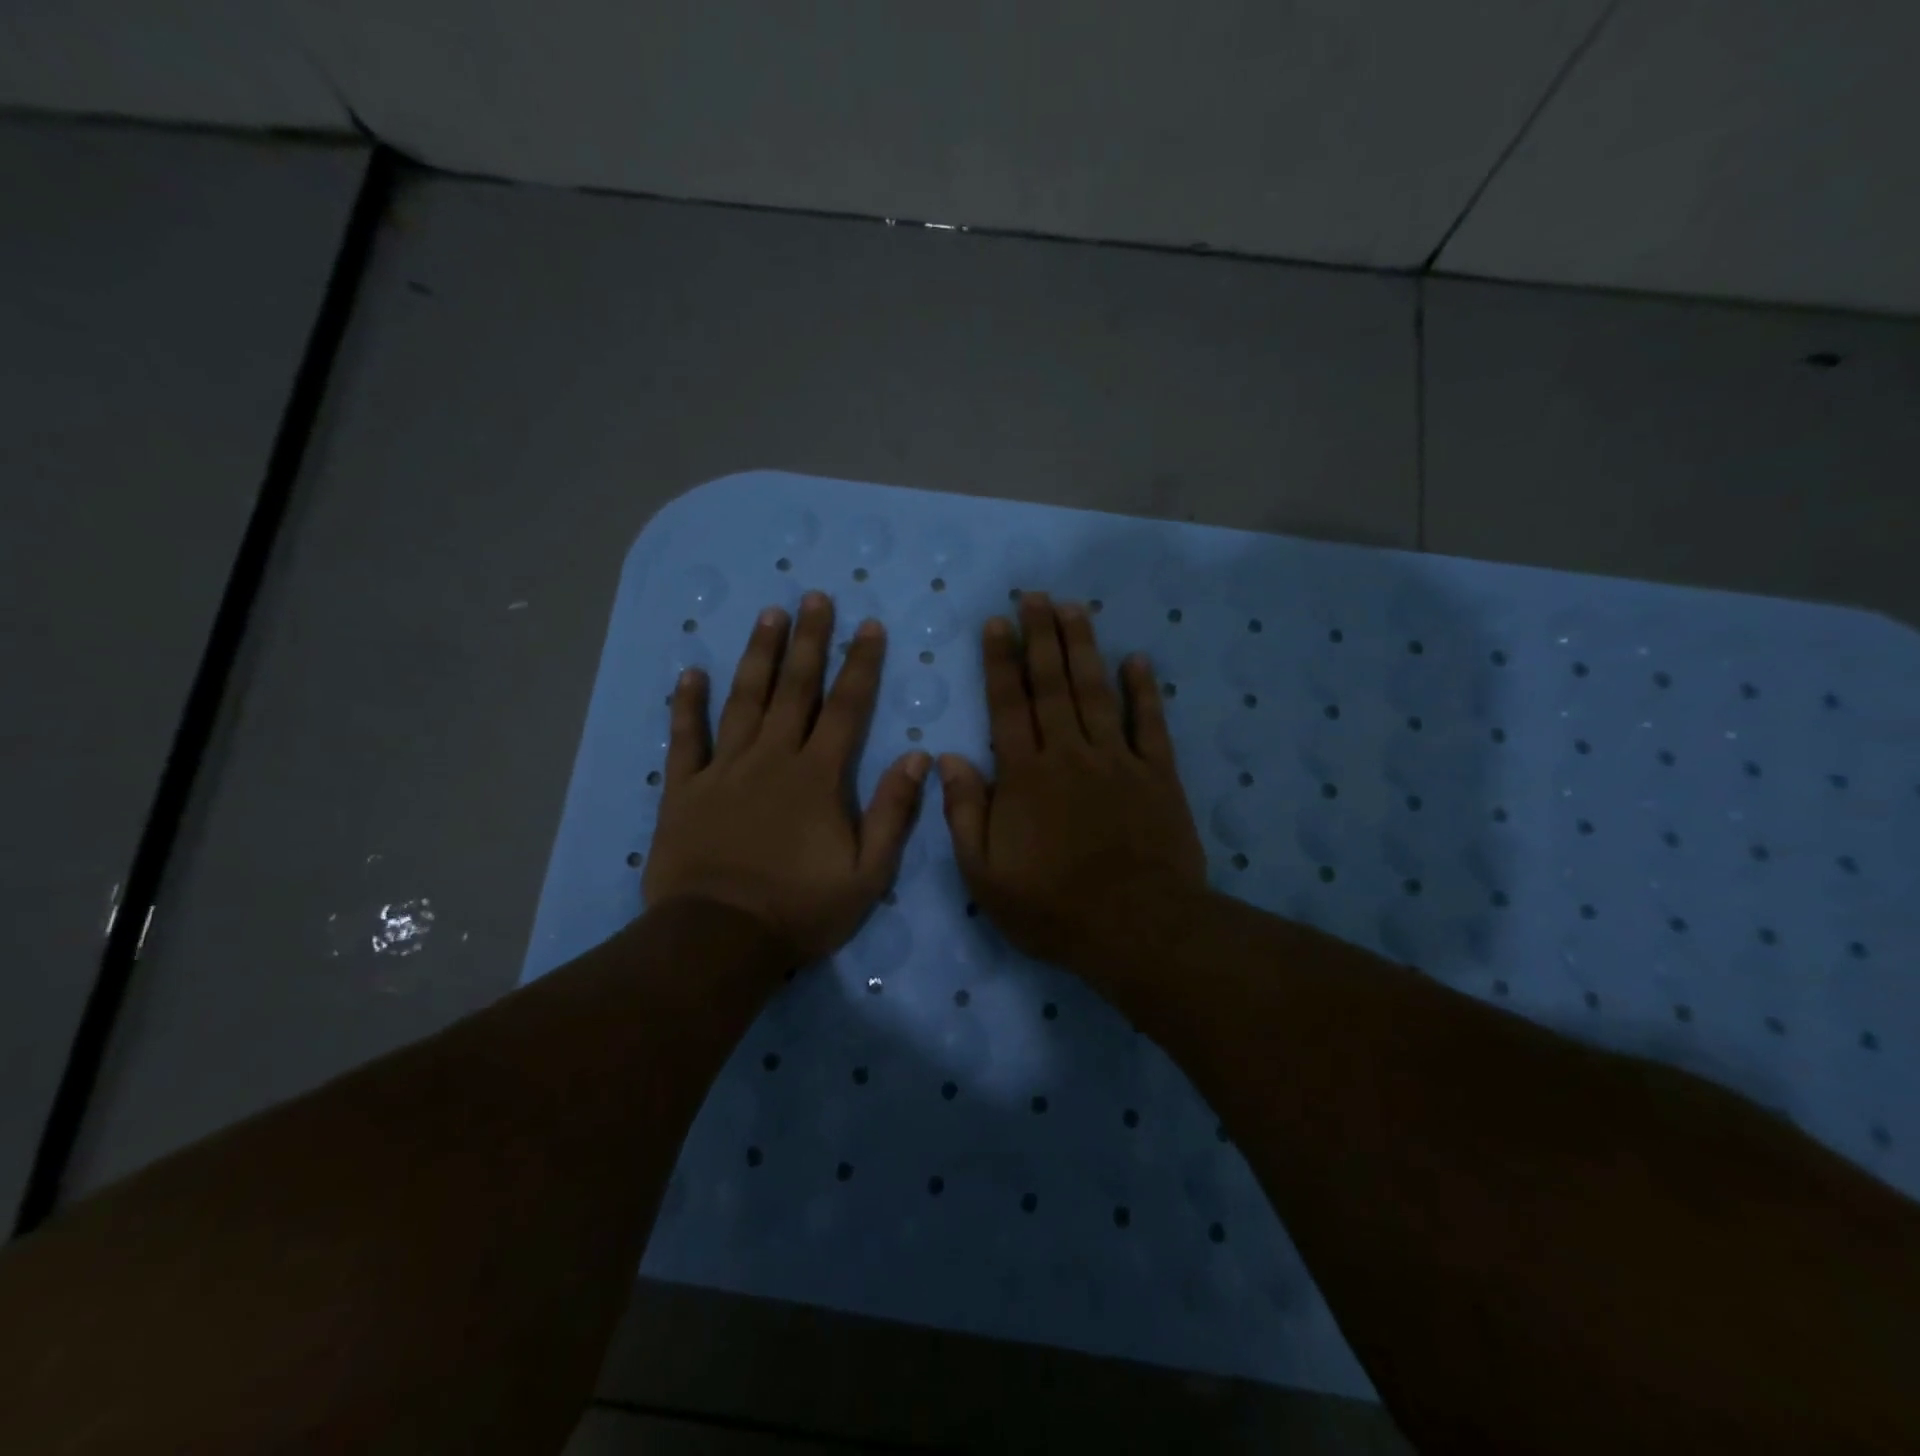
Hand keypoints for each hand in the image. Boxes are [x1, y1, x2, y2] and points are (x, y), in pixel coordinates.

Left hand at [642, 592, 930, 966]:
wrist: (719, 939)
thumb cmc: (800, 909)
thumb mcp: (867, 873)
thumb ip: (893, 812)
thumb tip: (918, 758)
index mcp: (818, 776)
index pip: (846, 707)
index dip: (860, 664)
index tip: (868, 626)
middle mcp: (772, 758)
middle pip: (795, 689)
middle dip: (809, 641)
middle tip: (814, 598)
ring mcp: (724, 769)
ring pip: (744, 700)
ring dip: (758, 655)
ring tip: (769, 614)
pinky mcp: (685, 789)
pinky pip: (686, 737)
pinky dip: (687, 703)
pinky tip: (691, 672)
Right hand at [938, 592, 1208, 982]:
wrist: (1137, 929)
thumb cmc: (1053, 908)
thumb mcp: (985, 876)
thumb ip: (965, 813)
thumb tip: (947, 758)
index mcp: (1025, 776)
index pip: (1008, 705)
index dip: (1000, 661)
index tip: (997, 621)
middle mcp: (1070, 754)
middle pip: (1052, 685)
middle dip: (1041, 636)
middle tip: (1036, 595)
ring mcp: (1117, 760)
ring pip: (1096, 692)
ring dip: (1083, 647)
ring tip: (1074, 608)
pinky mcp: (1157, 775)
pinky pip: (1150, 723)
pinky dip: (1144, 690)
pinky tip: (1137, 659)